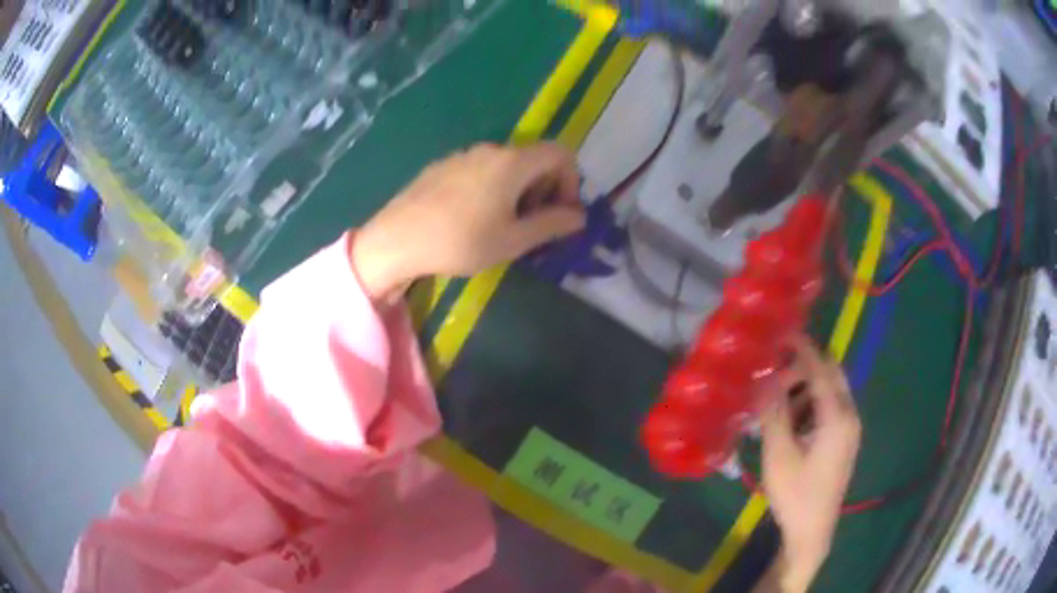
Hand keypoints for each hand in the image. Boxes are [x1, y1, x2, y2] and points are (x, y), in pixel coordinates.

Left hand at [351, 142, 584, 299]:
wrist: (397, 239)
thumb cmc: (460, 242)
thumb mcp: (513, 240)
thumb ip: (551, 224)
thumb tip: (579, 217)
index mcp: (513, 162)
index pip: (561, 154)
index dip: (571, 181)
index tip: (561, 213)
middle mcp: (491, 149)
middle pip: (534, 158)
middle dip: (546, 189)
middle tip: (535, 225)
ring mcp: (464, 155)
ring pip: (507, 165)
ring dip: (520, 191)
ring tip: (504, 225)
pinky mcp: (443, 165)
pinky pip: (482, 169)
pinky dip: (494, 187)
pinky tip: (474, 218)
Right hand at [758, 335, 861, 591]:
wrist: (812, 531)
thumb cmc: (796, 494)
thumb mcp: (779, 454)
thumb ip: (773, 413)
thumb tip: (762, 379)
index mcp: (838, 416)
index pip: (821, 369)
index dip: (802, 348)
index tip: (783, 332)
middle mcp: (849, 415)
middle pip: (830, 375)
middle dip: (803, 368)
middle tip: (773, 373)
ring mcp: (849, 429)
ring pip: (829, 392)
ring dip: (804, 388)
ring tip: (775, 402)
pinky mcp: (843, 441)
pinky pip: (829, 409)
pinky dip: (810, 406)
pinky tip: (788, 423)